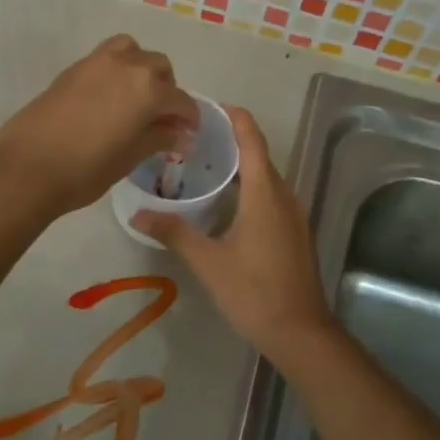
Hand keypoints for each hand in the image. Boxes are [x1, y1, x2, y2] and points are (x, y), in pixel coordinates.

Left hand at [0, 34, 199, 218]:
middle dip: (167, 90)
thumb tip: (181, 135)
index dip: (189, 118)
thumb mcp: (130, 157)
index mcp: (148, 90)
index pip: (180, 100)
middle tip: (162, 119)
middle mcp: (127, 66)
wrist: (26, 166)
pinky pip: (107, 57)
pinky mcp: (73, 68)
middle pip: (159, 68)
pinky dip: (117, 70)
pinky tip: (110, 99)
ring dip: (142, 70)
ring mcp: (97, 62)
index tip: (188, 134)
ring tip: (136, 98)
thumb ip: (159, 139)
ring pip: (132, 52)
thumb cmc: (85, 170)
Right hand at [132, 107, 336, 361]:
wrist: (300, 332)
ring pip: (267, 179)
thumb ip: (175, 233)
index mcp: (265, 194)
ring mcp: (294, 216)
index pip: (252, 140)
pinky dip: (251, 189)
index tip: (211, 107)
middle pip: (259, 157)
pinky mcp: (295, 234)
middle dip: (232, 142)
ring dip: (241, 168)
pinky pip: (272, 198)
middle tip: (194, 139)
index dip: (235, 119)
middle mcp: (284, 196)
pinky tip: (227, 204)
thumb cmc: (254, 291)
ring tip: (206, 167)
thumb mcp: (208, 262)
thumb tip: (138, 215)